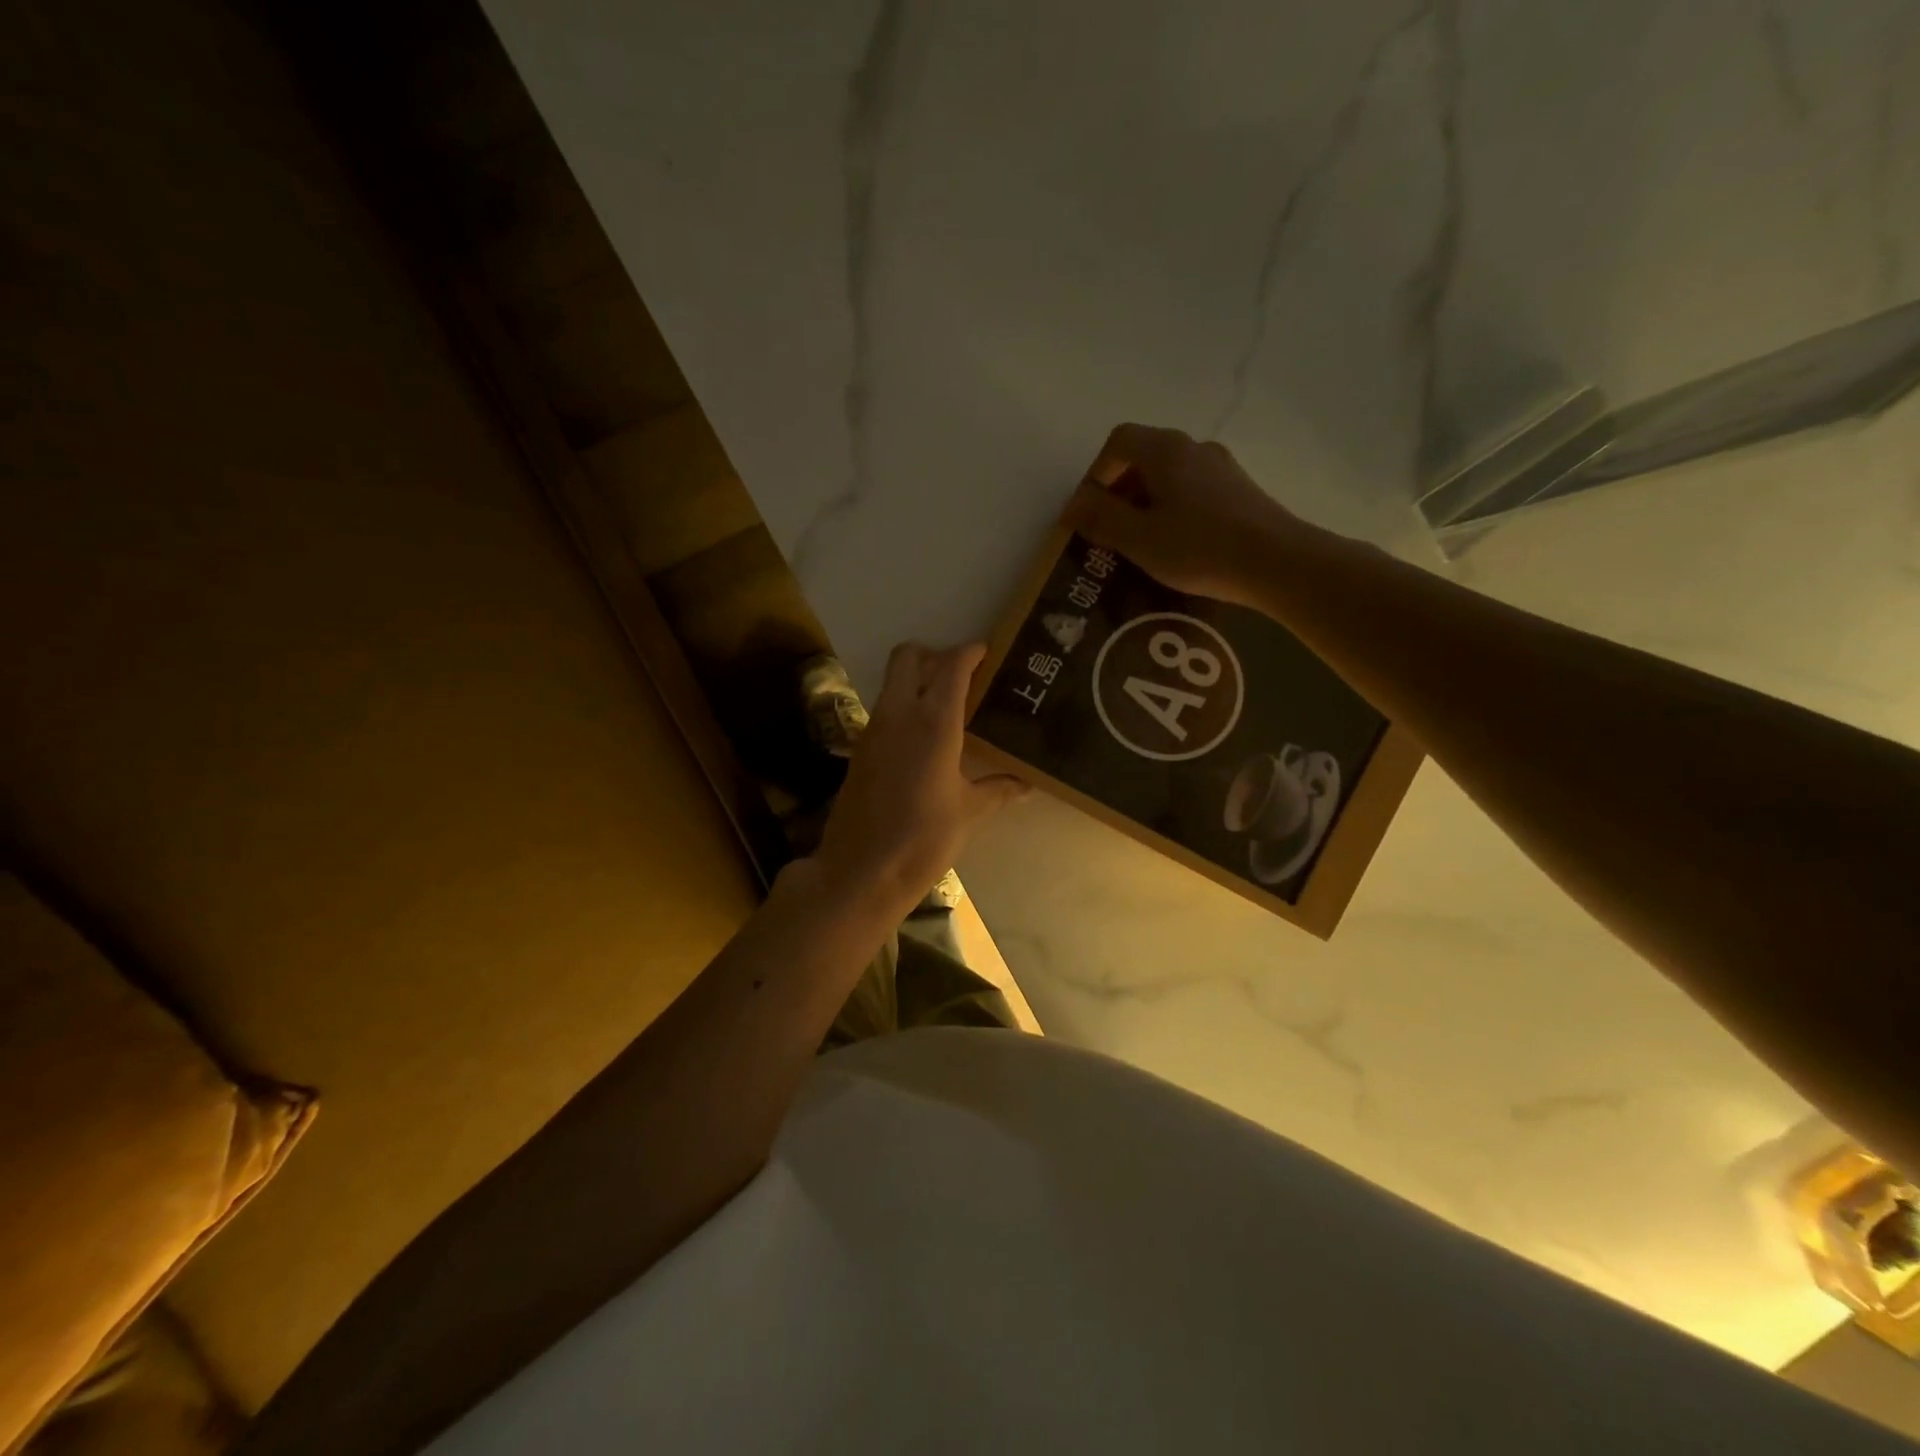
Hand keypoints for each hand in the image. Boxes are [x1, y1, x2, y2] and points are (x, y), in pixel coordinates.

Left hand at [803, 643, 1026, 919]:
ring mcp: (873, 730)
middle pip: (908, 657)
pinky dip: (904, 708)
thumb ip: (999, 789)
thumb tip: (1027, 784)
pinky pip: (884, 711)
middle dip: (934, 655)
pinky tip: (924, 740)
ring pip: (892, 683)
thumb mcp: (969, 813)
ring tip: (948, 707)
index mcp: (933, 723)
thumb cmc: (923, 839)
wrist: (861, 871)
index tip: (987, 653)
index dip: (970, 652)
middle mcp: (899, 714)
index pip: (952, 667)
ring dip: (917, 681)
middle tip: (961, 677)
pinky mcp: (860, 750)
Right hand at [1064, 423, 1303, 605]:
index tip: (1089, 512)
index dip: (1096, 473)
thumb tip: (1072, 506)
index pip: (1118, 441)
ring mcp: (1222, 468)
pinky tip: (1176, 545)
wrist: (1277, 562)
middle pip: (1144, 456)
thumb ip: (1100, 518)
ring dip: (1146, 503)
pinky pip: (1193, 491)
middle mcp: (1194, 448)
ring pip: (1170, 476)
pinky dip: (1173, 510)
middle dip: (1119, 491)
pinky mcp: (1240, 491)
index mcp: (1165, 450)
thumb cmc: (1198, 547)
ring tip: (1140, 543)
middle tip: (1109, 530)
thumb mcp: (1138, 538)